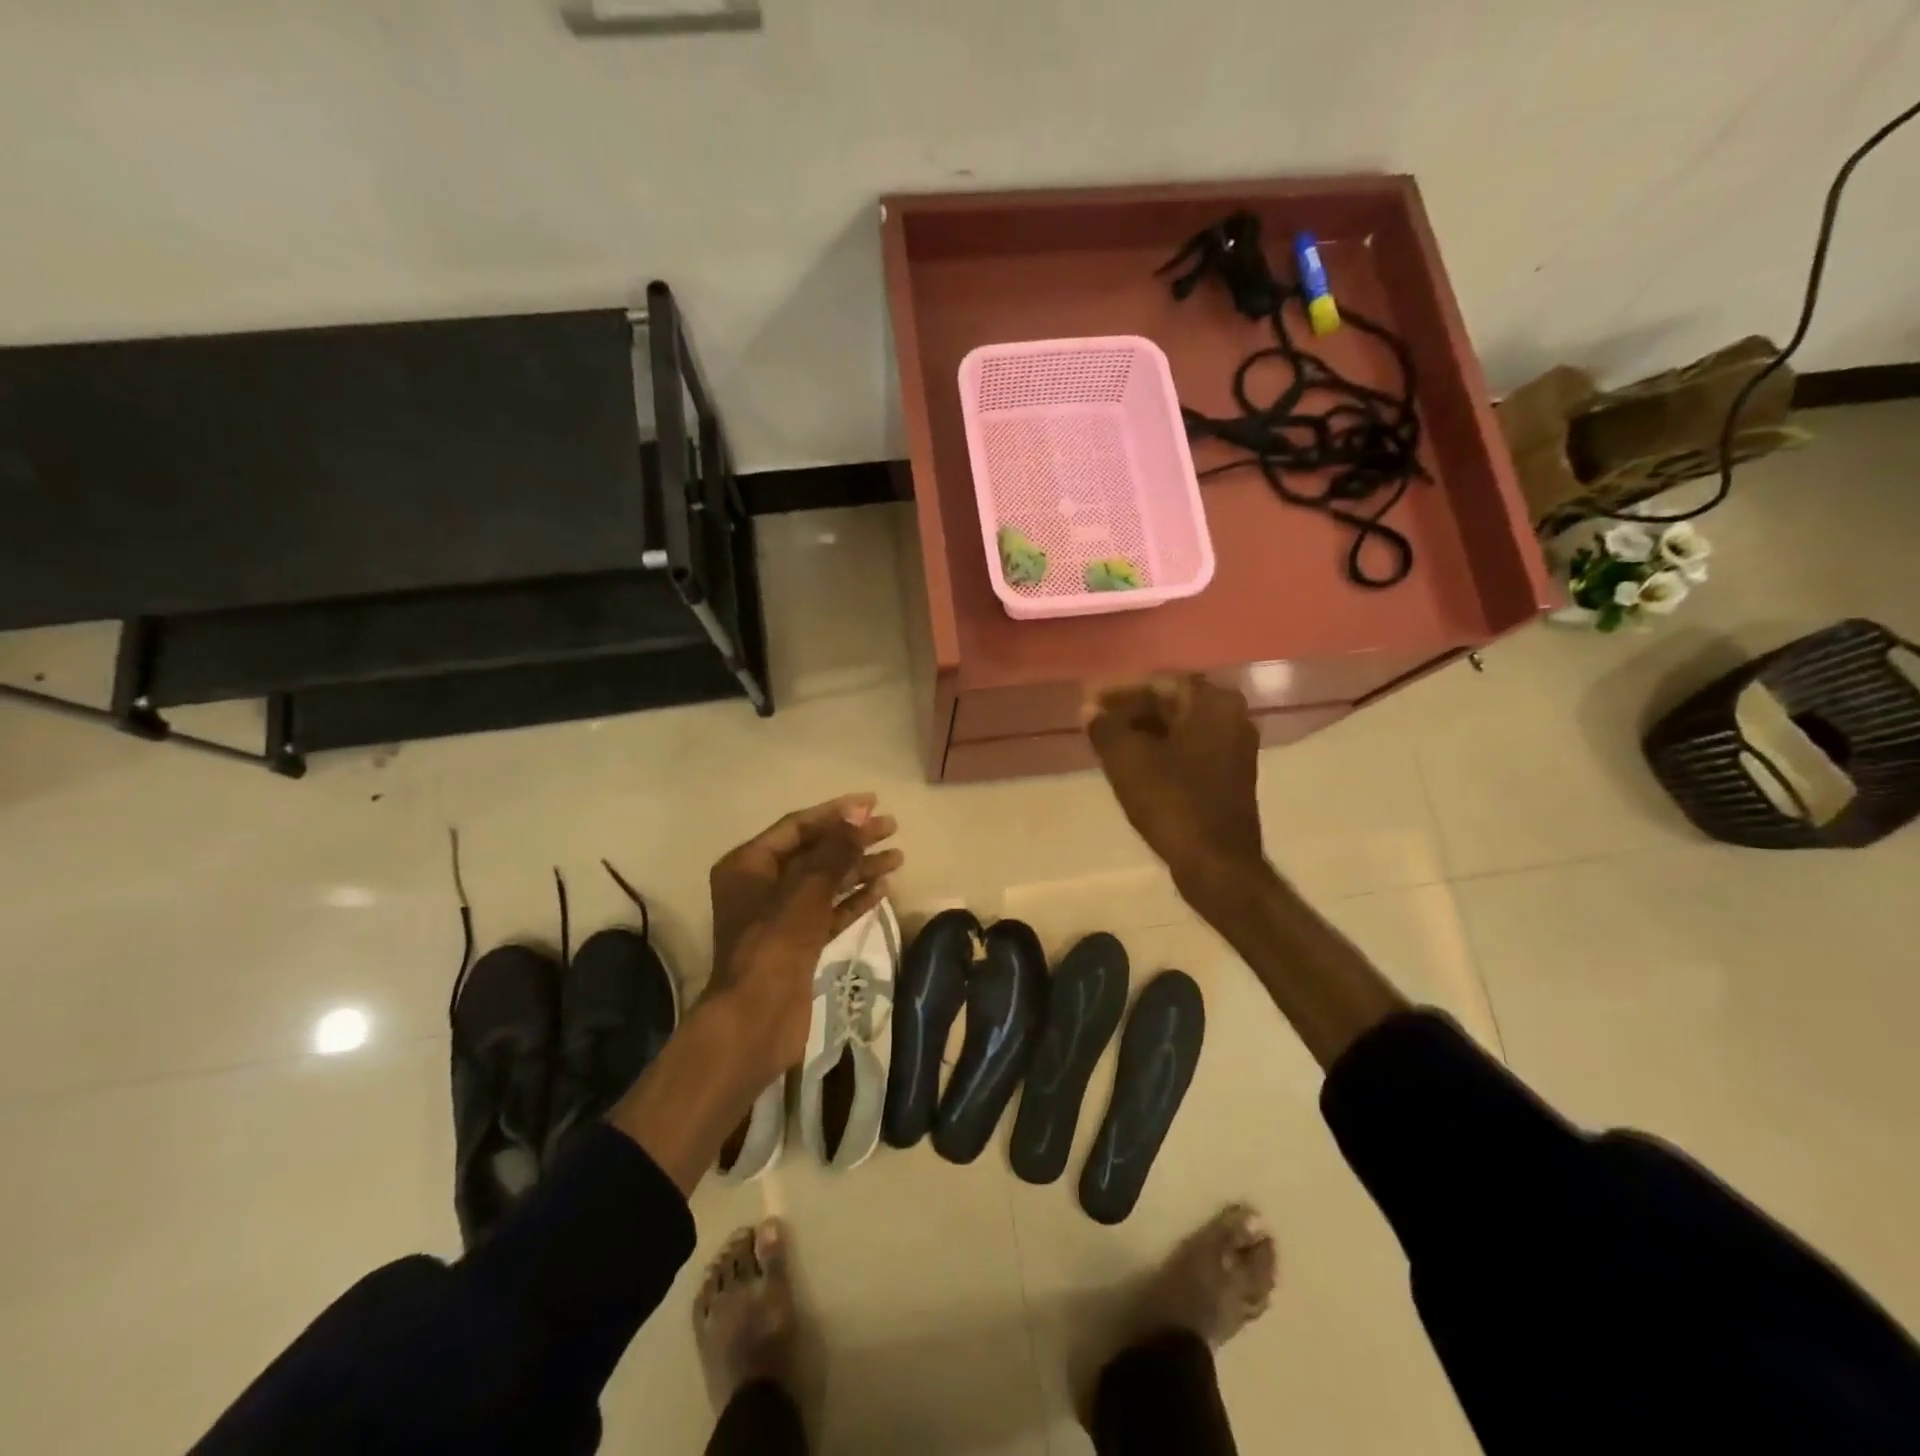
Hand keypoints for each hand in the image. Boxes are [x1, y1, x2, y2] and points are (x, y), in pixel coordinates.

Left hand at [707, 795, 902, 1081]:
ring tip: (898, 857)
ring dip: (859, 868)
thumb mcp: (806, 888)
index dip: (836, 813)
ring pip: (825, 882)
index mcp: (748, 864)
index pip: (798, 826)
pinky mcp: (798, 943)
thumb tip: (858, 814)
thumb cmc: (775, 942)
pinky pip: (829, 911)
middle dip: (852, 840)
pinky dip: (853, 899)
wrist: (756, 1018)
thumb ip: (835, 850)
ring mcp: (779, 917)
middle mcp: (761, 885)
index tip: (873, 803)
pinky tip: (883, 887)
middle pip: (814, 852)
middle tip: (892, 828)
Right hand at [1085, 677, 1266, 909]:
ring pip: (1179, 730)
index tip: (1090, 705)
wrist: (1216, 863)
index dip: (1118, 693)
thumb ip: (1105, 726)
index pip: (1158, 683)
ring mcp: (1235, 749)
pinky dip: (1160, 754)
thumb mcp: (1126, 758)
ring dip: (1143, 734)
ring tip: (1107, 746)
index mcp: (1214, 703)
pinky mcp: (1230, 778)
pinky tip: (1133, 768)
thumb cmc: (1172, 801)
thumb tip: (1090, 711)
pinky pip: (1188, 752)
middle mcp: (1233, 718)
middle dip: (1131, 713)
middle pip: (1171, 704)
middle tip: (1095, 725)